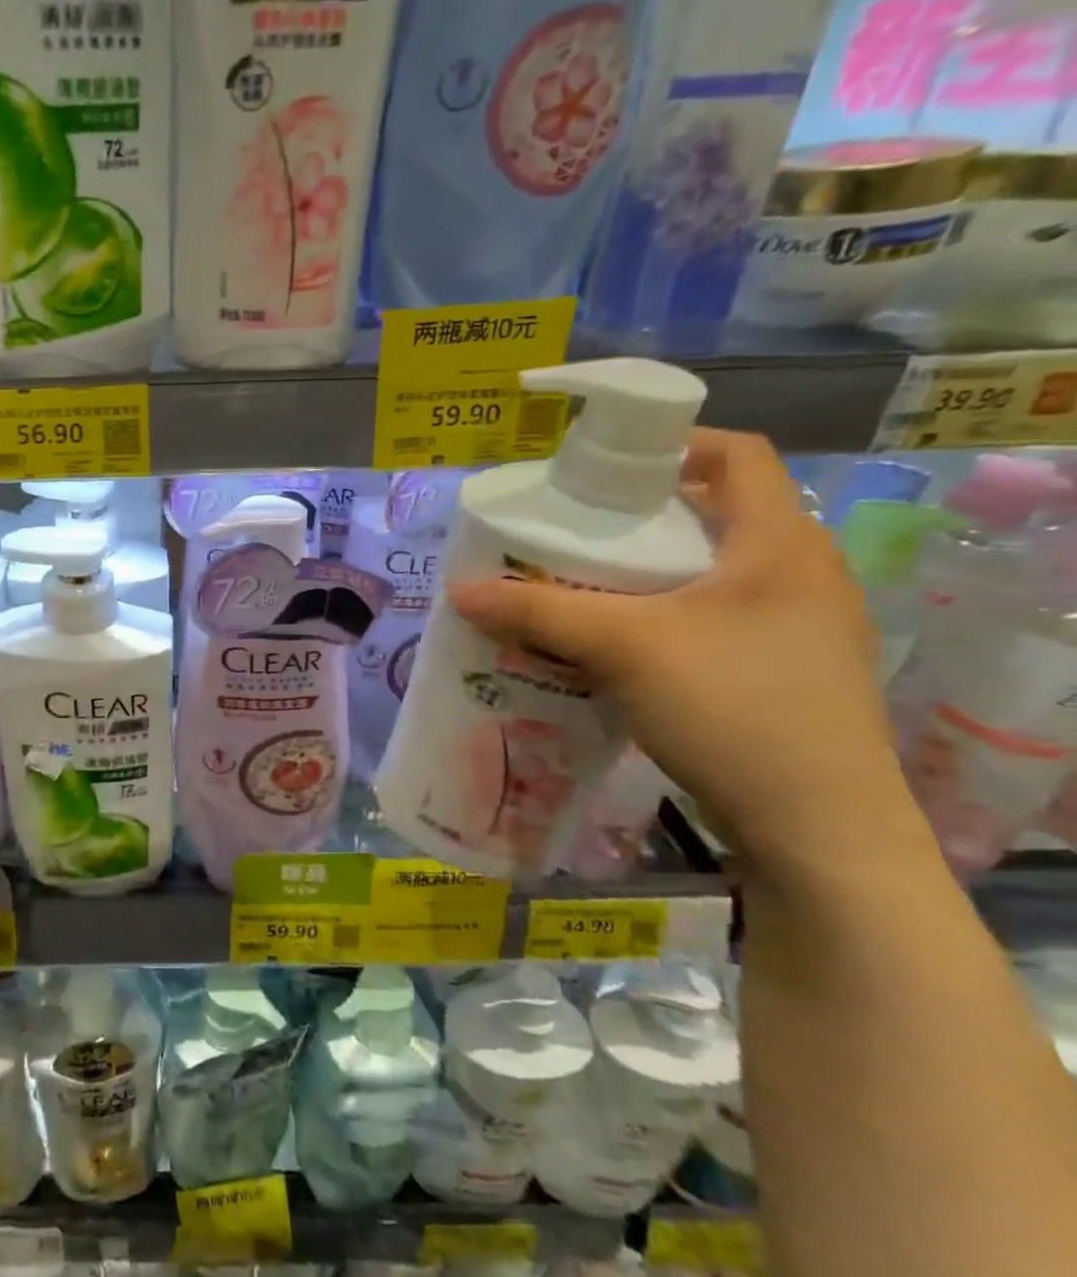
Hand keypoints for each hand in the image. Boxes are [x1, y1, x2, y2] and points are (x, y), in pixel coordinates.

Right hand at [449, 429, 920, 878]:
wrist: (817, 830)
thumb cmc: (734, 707)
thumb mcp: (623, 647)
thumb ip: (537, 611)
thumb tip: (460, 589)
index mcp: (781, 543)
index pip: (736, 455)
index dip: (670, 445)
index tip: (602, 470)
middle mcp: (798, 575)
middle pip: (710, 515)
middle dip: (633, 519)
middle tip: (568, 532)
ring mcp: (793, 628)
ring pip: (703, 574)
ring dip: (638, 574)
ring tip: (574, 588)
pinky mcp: (777, 672)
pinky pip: (705, 620)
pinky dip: (653, 618)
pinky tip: (606, 645)